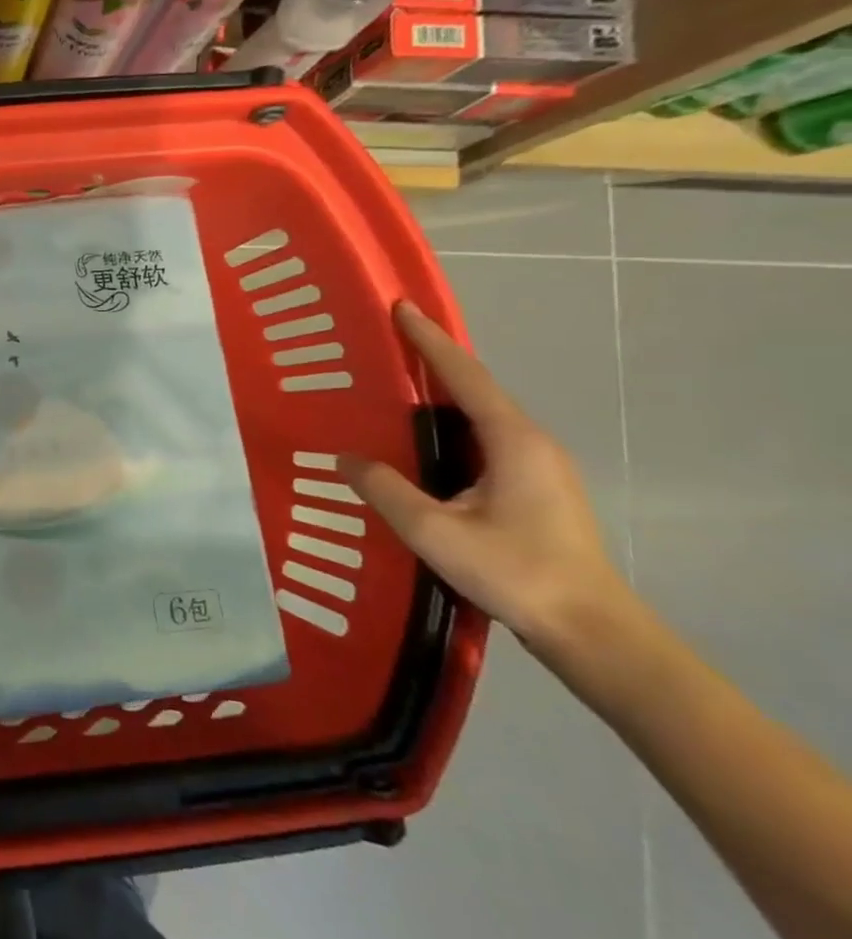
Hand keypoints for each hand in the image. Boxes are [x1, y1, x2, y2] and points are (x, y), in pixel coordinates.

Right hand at [339, 302, 633, 659]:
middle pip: (475, 390)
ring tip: (392, 394)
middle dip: (432, 364)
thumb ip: (386, 490)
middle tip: (383, 350)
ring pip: (480, 418)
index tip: (401, 308)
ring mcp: (538, 467)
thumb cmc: (515, 572)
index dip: (430, 340)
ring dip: (440, 400)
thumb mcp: (434, 532)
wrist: (591, 630)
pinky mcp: (535, 490)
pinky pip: (484, 442)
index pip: (465, 375)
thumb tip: (347, 459)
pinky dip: (450, 429)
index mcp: (512, 440)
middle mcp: (531, 443)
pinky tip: (421, 447)